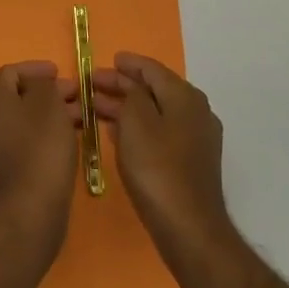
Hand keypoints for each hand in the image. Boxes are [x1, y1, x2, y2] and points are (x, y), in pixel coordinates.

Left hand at [0, 61, 81, 252]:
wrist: (29, 205)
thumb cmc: (40, 145)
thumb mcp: (48, 102)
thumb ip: (43, 84)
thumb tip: (40, 84)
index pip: (12, 72)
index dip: (38, 69)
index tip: (61, 73)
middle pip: (17, 95)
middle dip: (47, 93)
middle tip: (75, 95)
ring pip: (22, 118)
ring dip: (49, 113)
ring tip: (79, 116)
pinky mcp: (1, 167)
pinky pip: (23, 139)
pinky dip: (43, 133)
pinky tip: (67, 137)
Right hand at [92, 53, 233, 263]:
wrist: (188, 226)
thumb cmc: (157, 168)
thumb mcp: (136, 122)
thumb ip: (132, 94)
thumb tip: (131, 85)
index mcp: (185, 97)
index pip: (152, 69)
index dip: (127, 64)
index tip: (105, 61)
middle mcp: (196, 112)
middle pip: (154, 89)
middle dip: (122, 85)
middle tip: (92, 84)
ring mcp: (196, 138)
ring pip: (156, 111)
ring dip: (127, 106)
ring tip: (96, 106)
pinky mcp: (190, 161)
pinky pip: (160, 131)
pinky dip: (138, 125)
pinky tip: (117, 131)